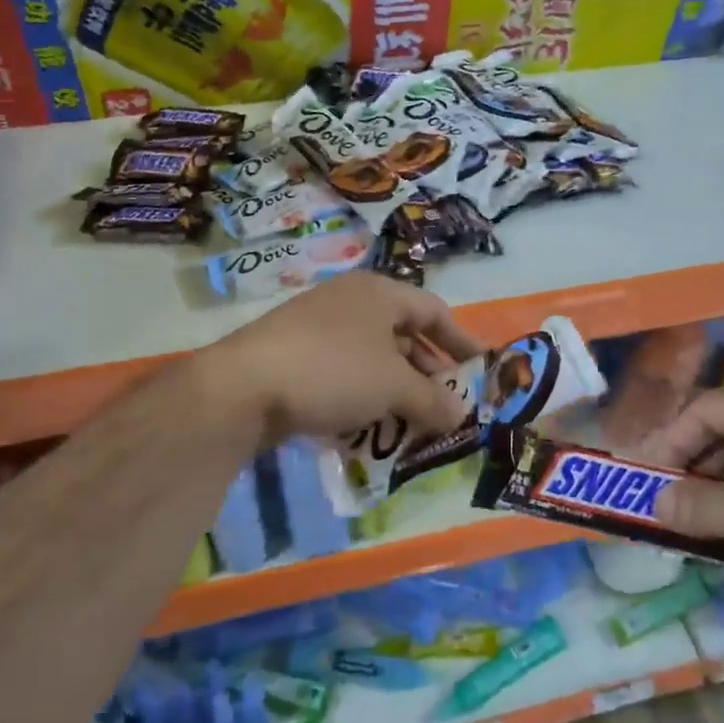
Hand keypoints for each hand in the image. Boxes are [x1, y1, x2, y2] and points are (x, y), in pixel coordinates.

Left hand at [202, 273, 484, 446]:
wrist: (242, 387)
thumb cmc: (333, 371)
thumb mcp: (394, 387)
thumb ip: (433, 401)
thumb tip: (462, 416)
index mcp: (379, 293)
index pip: (434, 312)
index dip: (462, 341)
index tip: (481, 370)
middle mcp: (350, 302)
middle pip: (403, 336)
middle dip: (428, 374)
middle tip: (446, 406)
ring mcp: (318, 328)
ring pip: (373, 359)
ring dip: (396, 391)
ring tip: (412, 425)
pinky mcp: (294, 356)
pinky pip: (344, 375)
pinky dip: (363, 398)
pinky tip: (368, 429)